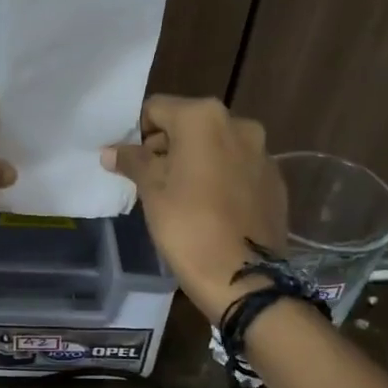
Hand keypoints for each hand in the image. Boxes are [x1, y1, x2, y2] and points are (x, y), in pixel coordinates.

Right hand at [102, 95, 286, 320]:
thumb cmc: (188, 228)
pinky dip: (221, 179)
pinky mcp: (275, 181)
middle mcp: (239, 124)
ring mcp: (263, 153)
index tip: (129, 162)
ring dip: (196, 162)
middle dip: (168, 147)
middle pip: (189, 125)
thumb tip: (112, 150)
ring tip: (181, 198)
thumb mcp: (152, 193)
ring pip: (216, 147)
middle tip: (151, 182)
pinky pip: (238, 169)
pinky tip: (211, 210)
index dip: (137, 133)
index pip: (157, 109)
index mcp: (203, 118)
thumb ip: (133, 162)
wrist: (245, 278)